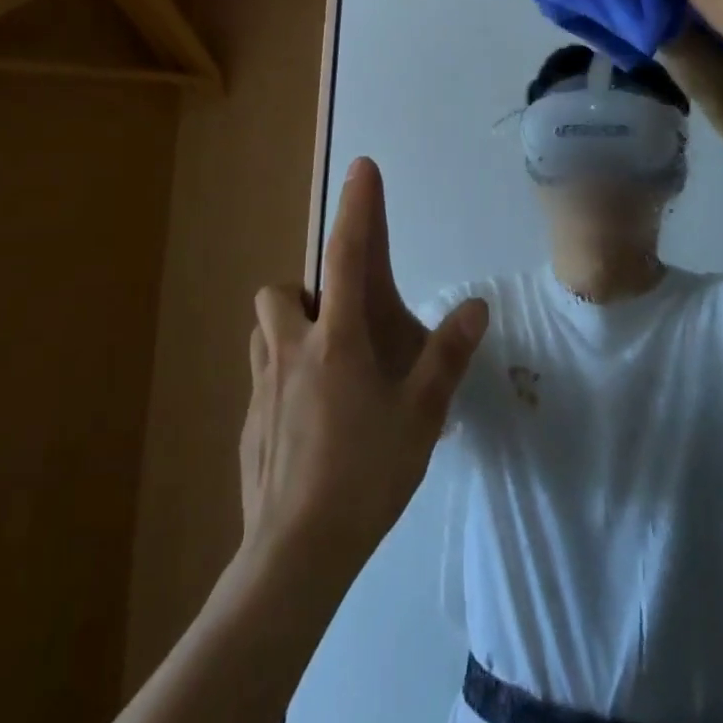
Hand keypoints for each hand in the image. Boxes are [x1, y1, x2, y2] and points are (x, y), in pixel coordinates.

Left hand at [239, 158, 488, 588]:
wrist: (295, 556)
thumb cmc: (365, 476)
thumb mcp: (421, 416)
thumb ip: (447, 356)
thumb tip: (476, 305)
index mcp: (337, 341)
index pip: (349, 256)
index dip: (358, 208)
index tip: (362, 166)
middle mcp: (291, 351)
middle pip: (280, 291)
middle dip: (305, 292)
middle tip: (342, 326)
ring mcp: (262, 388)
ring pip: (264, 331)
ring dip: (289, 330)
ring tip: (326, 368)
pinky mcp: (247, 424)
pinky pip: (262, 378)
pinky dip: (282, 378)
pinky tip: (309, 424)